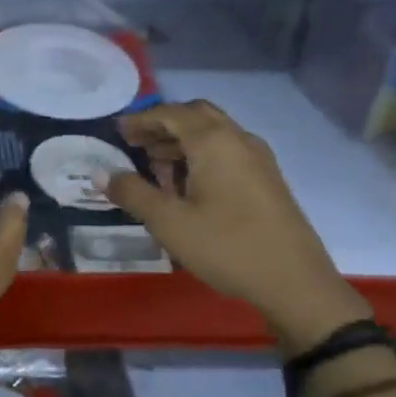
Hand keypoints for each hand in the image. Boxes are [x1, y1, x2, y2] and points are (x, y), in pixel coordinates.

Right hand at [103, 100, 369, 350]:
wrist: (294, 282)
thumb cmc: (226, 246)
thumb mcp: (169, 222)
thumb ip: (132, 192)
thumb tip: (101, 172)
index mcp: (214, 142)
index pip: (171, 113)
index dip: (141, 119)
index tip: (117, 130)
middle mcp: (238, 140)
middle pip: (196, 116)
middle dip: (163, 125)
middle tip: (135, 143)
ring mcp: (258, 159)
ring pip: (214, 134)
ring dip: (182, 141)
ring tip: (154, 166)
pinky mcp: (267, 180)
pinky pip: (227, 152)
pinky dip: (201, 155)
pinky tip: (187, 186)